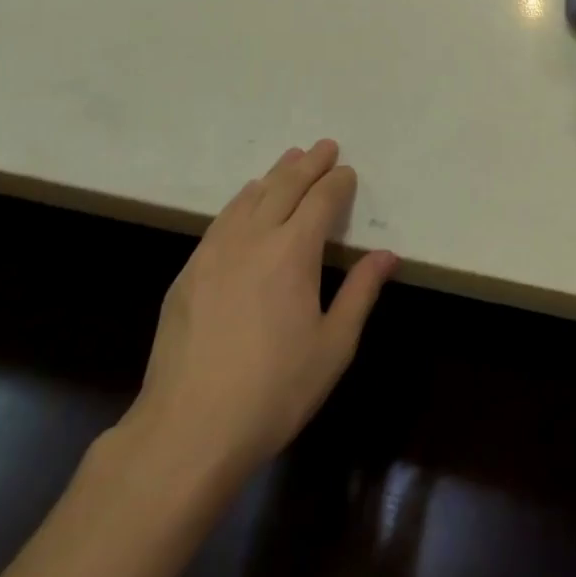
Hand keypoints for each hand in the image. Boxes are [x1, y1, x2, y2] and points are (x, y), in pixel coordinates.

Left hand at [118, 140, 396, 483]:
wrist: (188, 429)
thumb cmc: (274, 390)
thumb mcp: (333, 346)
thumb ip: (361, 293)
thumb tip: (387, 255)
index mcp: (293, 251)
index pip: (321, 200)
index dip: (337, 182)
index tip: (347, 171)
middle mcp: (253, 237)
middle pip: (284, 186)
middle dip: (307, 164)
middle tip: (323, 147)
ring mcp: (215, 251)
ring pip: (249, 197)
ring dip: (274, 175)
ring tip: (288, 162)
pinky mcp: (188, 271)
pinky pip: (222, 219)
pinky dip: (242, 200)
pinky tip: (245, 203)